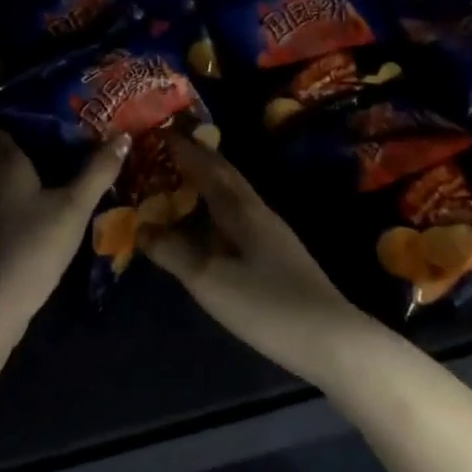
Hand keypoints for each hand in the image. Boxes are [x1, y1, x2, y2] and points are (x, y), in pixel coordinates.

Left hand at [0, 128, 128, 319]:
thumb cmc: (33, 244)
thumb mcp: (74, 206)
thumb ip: (98, 171)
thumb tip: (123, 136)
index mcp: (5, 164)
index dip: (15, 119)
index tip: (46, 116)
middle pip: (5, 156)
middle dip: (33, 149)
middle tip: (69, 143)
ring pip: (8, 184)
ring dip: (32, 180)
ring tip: (67, 175)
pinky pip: (9, 209)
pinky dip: (27, 206)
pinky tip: (50, 214)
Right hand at [142, 131, 384, 387]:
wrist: (331, 340)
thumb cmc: (265, 304)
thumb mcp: (209, 279)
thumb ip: (172, 252)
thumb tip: (140, 227)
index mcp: (240, 208)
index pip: (207, 166)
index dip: (182, 149)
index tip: (158, 131)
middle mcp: (257, 210)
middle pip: (224, 174)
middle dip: (197, 157)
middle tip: (167, 150)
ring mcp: (272, 232)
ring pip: (233, 194)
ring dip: (208, 181)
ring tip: (181, 181)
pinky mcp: (278, 254)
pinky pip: (238, 214)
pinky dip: (217, 207)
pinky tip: (210, 224)